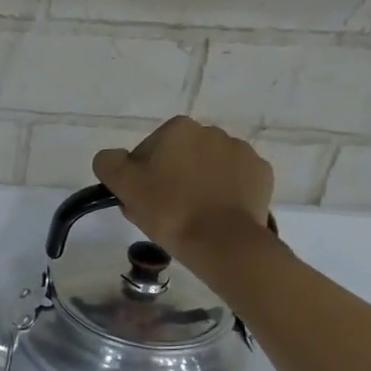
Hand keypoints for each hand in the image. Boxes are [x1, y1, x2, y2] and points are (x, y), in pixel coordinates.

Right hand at [93, 117, 274, 263]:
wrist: (222, 240)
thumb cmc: (168, 210)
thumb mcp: (123, 186)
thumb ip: (108, 162)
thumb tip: (111, 157)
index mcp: (178, 129)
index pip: (148, 151)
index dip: (140, 176)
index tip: (141, 199)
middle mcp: (212, 131)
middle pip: (179, 157)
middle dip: (171, 177)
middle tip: (163, 211)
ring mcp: (242, 151)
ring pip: (207, 168)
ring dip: (198, 184)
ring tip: (191, 215)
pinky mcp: (261, 174)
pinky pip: (234, 181)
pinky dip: (224, 193)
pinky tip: (215, 214)